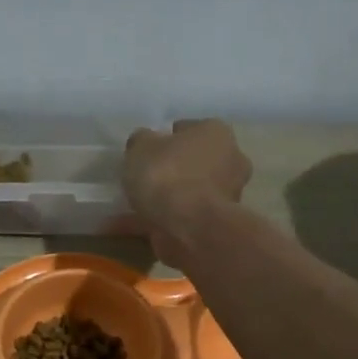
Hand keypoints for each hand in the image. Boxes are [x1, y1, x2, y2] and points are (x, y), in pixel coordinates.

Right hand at [123, 119, 251, 261]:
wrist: (189, 228)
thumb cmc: (168, 175)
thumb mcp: (141, 147)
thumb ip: (141, 141)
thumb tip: (144, 142)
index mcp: (216, 133)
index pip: (188, 129)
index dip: (165, 139)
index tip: (146, 152)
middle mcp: (229, 161)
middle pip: (193, 162)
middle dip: (171, 170)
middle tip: (142, 178)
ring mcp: (224, 196)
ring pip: (187, 193)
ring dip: (165, 199)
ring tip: (132, 206)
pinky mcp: (213, 225)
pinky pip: (178, 218)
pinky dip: (156, 221)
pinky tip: (127, 226)